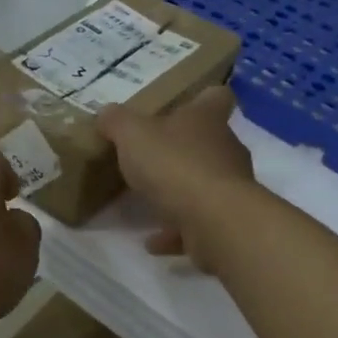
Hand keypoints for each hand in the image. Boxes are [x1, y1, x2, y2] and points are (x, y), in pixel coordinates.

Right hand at [97, 88, 258, 267]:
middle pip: (210, 142)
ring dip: (179, 194)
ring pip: (205, 184)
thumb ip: (117, 122)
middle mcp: (226, 149)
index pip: (216, 96)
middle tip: (153, 158)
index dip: (203, 98)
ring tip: (148, 203)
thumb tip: (106, 113)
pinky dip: (177, 231)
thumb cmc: (174, 164)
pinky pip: (198, 223)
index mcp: (207, 119)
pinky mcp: (226, 222)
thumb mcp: (132, 135)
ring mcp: (230, 188)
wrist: (213, 220)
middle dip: (183, 151)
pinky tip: (152, 241)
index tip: (186, 104)